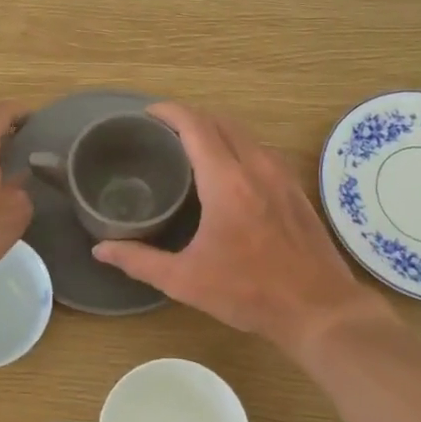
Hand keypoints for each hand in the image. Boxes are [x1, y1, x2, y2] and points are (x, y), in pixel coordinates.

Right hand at [91, 103, 389, 351]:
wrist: (319, 309)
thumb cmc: (249, 292)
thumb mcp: (186, 280)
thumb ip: (139, 260)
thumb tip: (100, 249)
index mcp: (226, 181)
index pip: (196, 125)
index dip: (169, 112)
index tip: (147, 114)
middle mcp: (256, 166)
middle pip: (221, 121)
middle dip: (190, 117)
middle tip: (163, 132)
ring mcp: (281, 175)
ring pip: (245, 134)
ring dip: (216, 130)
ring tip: (191, 148)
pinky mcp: (295, 189)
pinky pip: (262, 151)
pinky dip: (238, 147)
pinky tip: (228, 172)